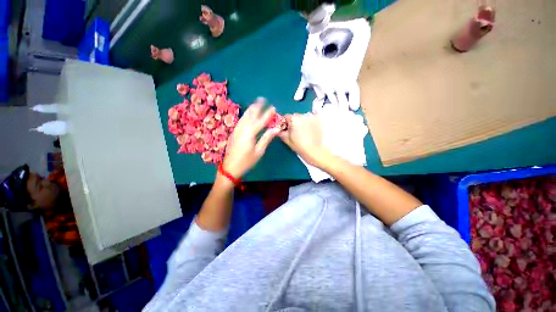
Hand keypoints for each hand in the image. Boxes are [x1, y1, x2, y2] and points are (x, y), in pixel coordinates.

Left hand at [223, 99, 279, 177]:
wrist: (230, 168)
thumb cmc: (246, 161)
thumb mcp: (259, 152)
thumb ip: (266, 138)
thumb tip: (276, 129)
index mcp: (249, 134)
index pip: (260, 121)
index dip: (267, 114)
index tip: (273, 108)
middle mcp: (242, 129)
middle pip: (250, 115)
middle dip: (256, 106)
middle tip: (262, 98)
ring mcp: (236, 130)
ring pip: (244, 117)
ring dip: (250, 109)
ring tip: (255, 103)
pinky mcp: (233, 133)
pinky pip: (240, 121)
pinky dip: (245, 115)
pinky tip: (247, 114)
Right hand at [279, 113, 329, 167]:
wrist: (314, 151)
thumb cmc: (300, 146)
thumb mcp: (287, 140)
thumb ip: (281, 132)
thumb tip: (278, 129)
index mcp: (293, 119)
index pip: (285, 117)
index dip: (284, 123)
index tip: (285, 129)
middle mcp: (303, 115)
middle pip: (295, 116)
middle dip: (293, 123)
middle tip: (295, 132)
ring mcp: (311, 117)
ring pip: (303, 117)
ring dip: (302, 122)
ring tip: (303, 132)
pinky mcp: (318, 120)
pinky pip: (313, 116)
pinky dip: (311, 120)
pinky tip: (310, 127)